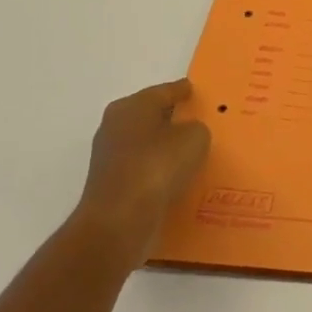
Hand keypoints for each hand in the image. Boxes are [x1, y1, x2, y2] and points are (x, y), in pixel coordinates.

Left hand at [74, 79, 210, 269]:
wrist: (119, 221)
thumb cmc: (157, 166)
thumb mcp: (194, 137)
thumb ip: (196, 128)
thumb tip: (187, 134)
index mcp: (132, 106)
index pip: (164, 91)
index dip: (183, 90)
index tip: (197, 91)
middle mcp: (115, 126)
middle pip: (152, 116)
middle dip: (174, 119)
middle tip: (201, 121)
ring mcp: (110, 158)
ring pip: (148, 144)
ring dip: (167, 147)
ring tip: (195, 153)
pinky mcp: (112, 185)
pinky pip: (145, 170)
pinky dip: (160, 171)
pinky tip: (180, 178)